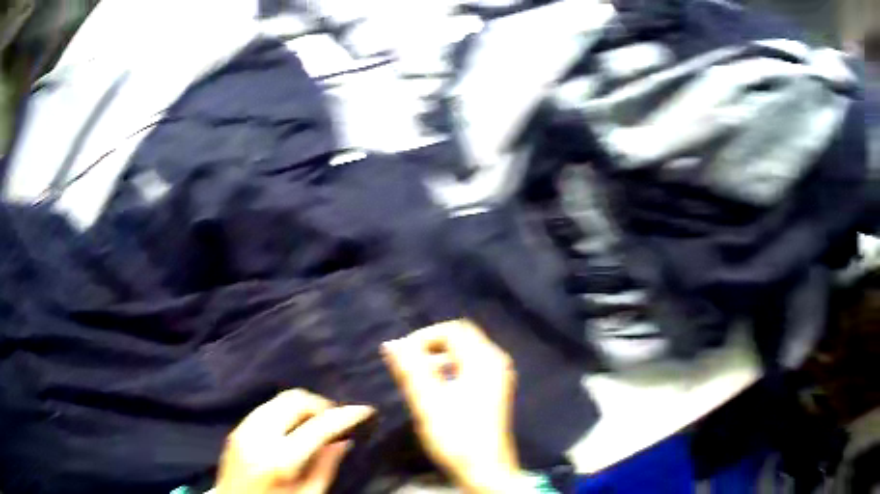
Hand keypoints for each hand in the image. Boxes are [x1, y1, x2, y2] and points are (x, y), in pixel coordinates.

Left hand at [216, 389, 373, 493]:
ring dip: (303, 407)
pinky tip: (294, 429)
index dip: (345, 415)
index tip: (364, 410)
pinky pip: (267, 408)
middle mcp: (258, 436)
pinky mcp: (237, 428)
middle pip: (295, 400)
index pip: (318, 427)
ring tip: (316, 425)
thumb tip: (342, 439)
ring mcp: (244, 429)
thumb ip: (325, 467)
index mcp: (280, 459)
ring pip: (280, 399)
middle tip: (336, 422)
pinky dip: (286, 412)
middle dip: (320, 405)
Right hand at [382, 320, 520, 493]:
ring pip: (463, 352)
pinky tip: (435, 389)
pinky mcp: (493, 390)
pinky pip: (468, 366)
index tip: (402, 357)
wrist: (485, 470)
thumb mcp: (429, 403)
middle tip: (407, 366)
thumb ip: (410, 370)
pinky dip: (449, 369)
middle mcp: (495, 361)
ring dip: (437, 358)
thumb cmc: (457, 437)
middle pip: (459, 337)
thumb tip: (391, 344)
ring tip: (417, 378)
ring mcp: (497, 376)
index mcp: (484, 360)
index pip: (452, 329)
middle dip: (430, 346)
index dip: (423, 337)